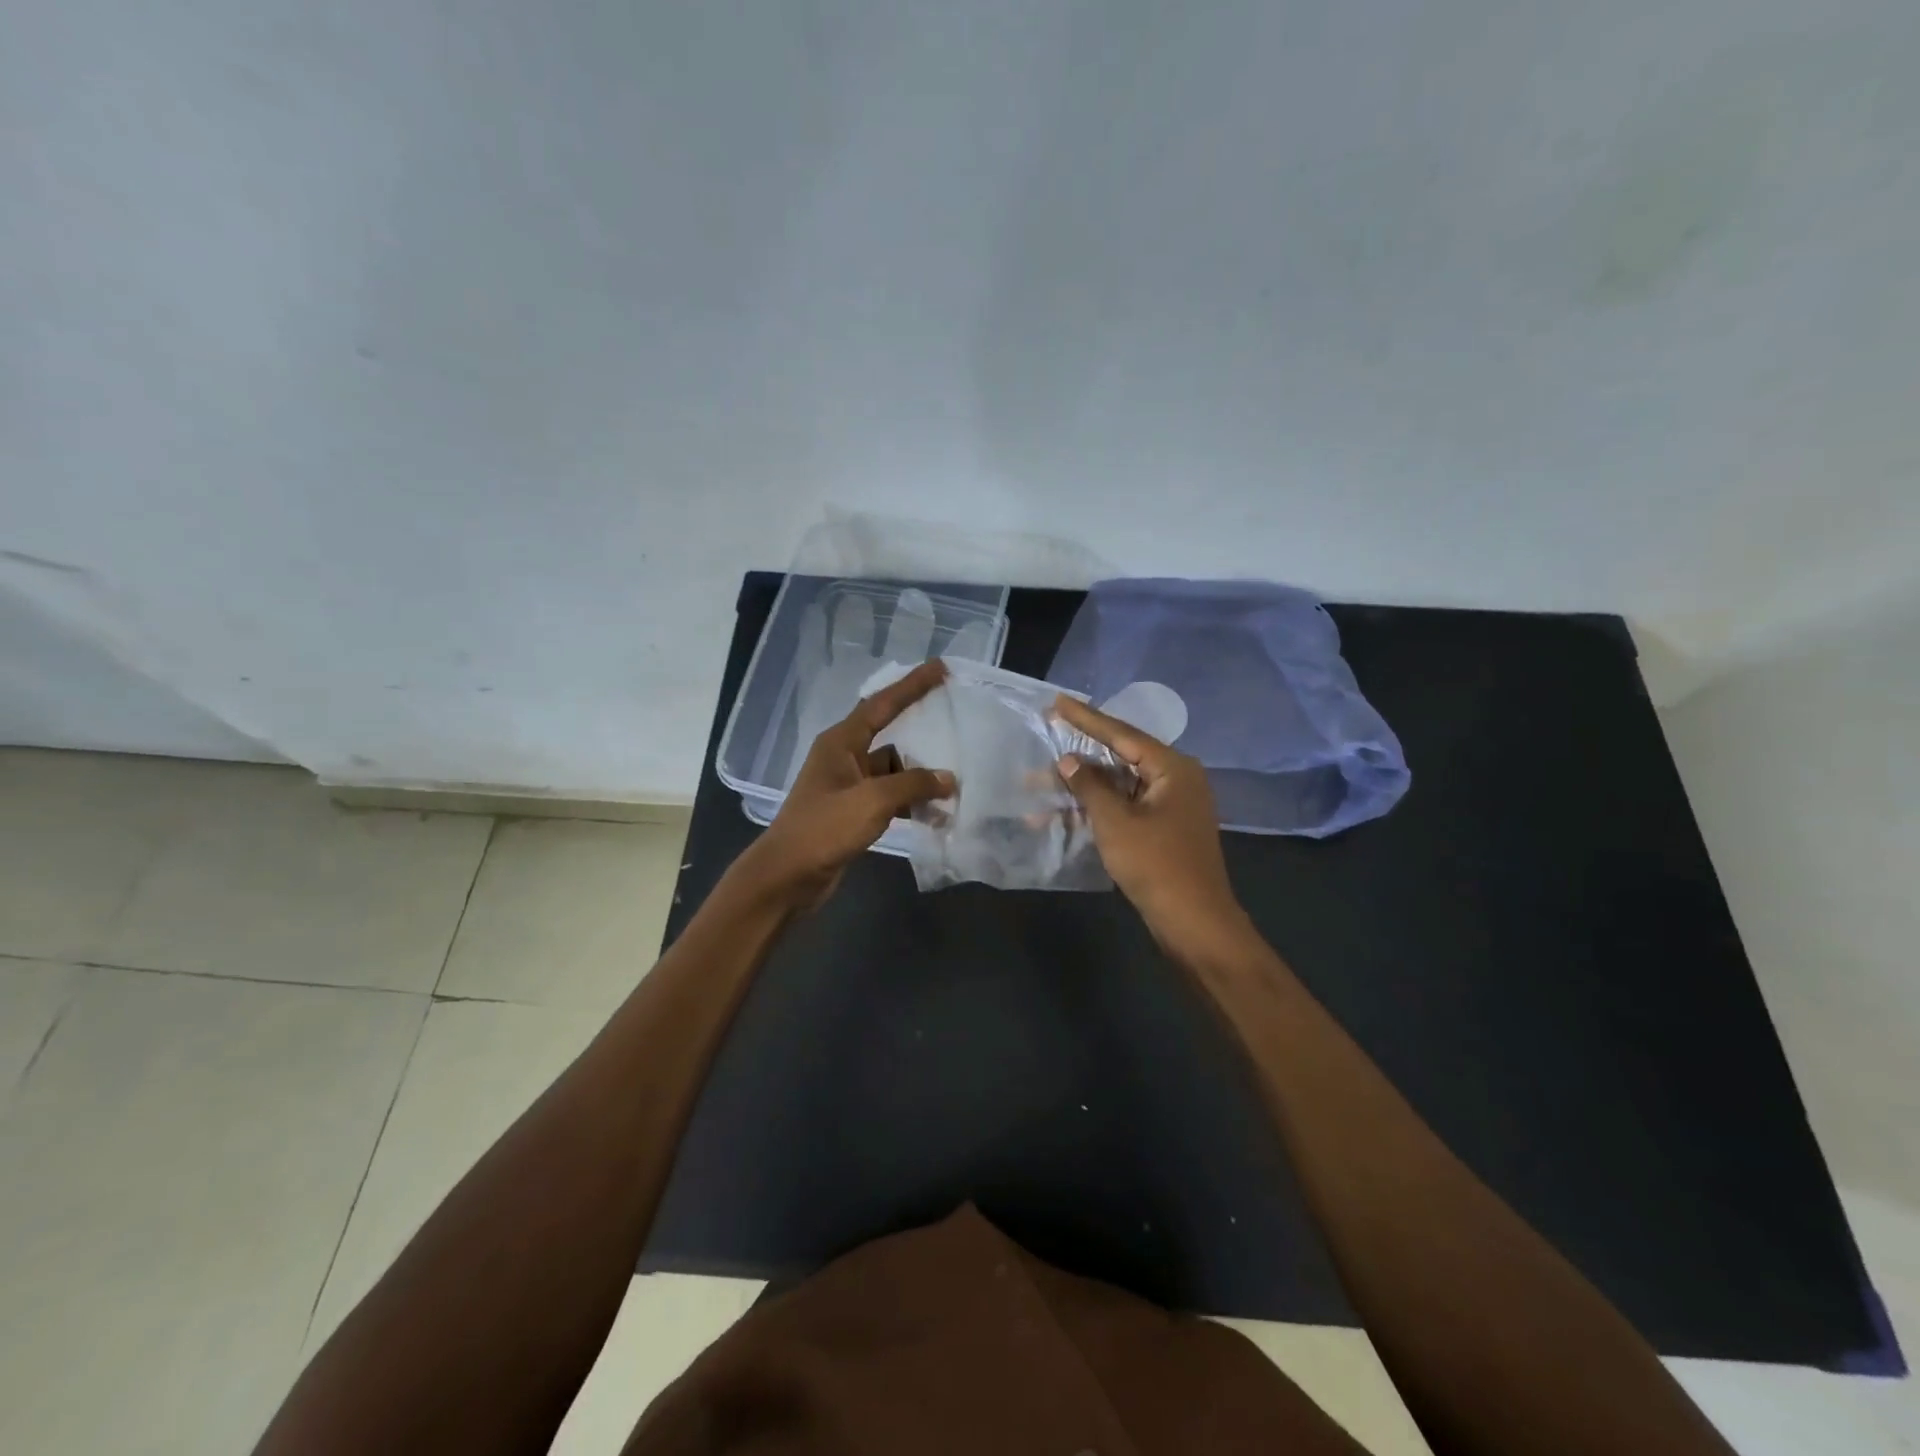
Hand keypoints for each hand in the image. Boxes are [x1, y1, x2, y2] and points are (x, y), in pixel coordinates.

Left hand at [734, 660, 954, 911]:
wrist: (787, 876)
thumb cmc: (824, 829)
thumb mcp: (871, 801)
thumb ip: (912, 785)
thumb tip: (948, 779)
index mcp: (841, 742)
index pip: (882, 704)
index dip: (912, 684)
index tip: (940, 668)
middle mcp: (844, 757)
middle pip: (891, 736)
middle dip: (922, 734)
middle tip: (957, 723)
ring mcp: (848, 786)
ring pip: (894, 771)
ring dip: (920, 779)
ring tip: (955, 786)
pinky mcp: (853, 812)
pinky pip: (890, 797)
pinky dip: (911, 802)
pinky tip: (935, 814)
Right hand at [1051, 695, 1251, 956]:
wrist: (1193, 922)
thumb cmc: (1156, 865)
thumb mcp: (1116, 822)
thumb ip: (1089, 786)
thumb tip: (1067, 760)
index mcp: (1171, 768)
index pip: (1122, 733)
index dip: (1085, 718)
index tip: (1057, 702)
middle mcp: (1174, 779)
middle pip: (1119, 758)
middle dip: (1077, 758)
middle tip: (1044, 737)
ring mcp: (1169, 806)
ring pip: (1117, 787)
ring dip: (1080, 789)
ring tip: (1037, 786)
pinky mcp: (1161, 830)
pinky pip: (1123, 808)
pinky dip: (1094, 811)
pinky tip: (1060, 817)